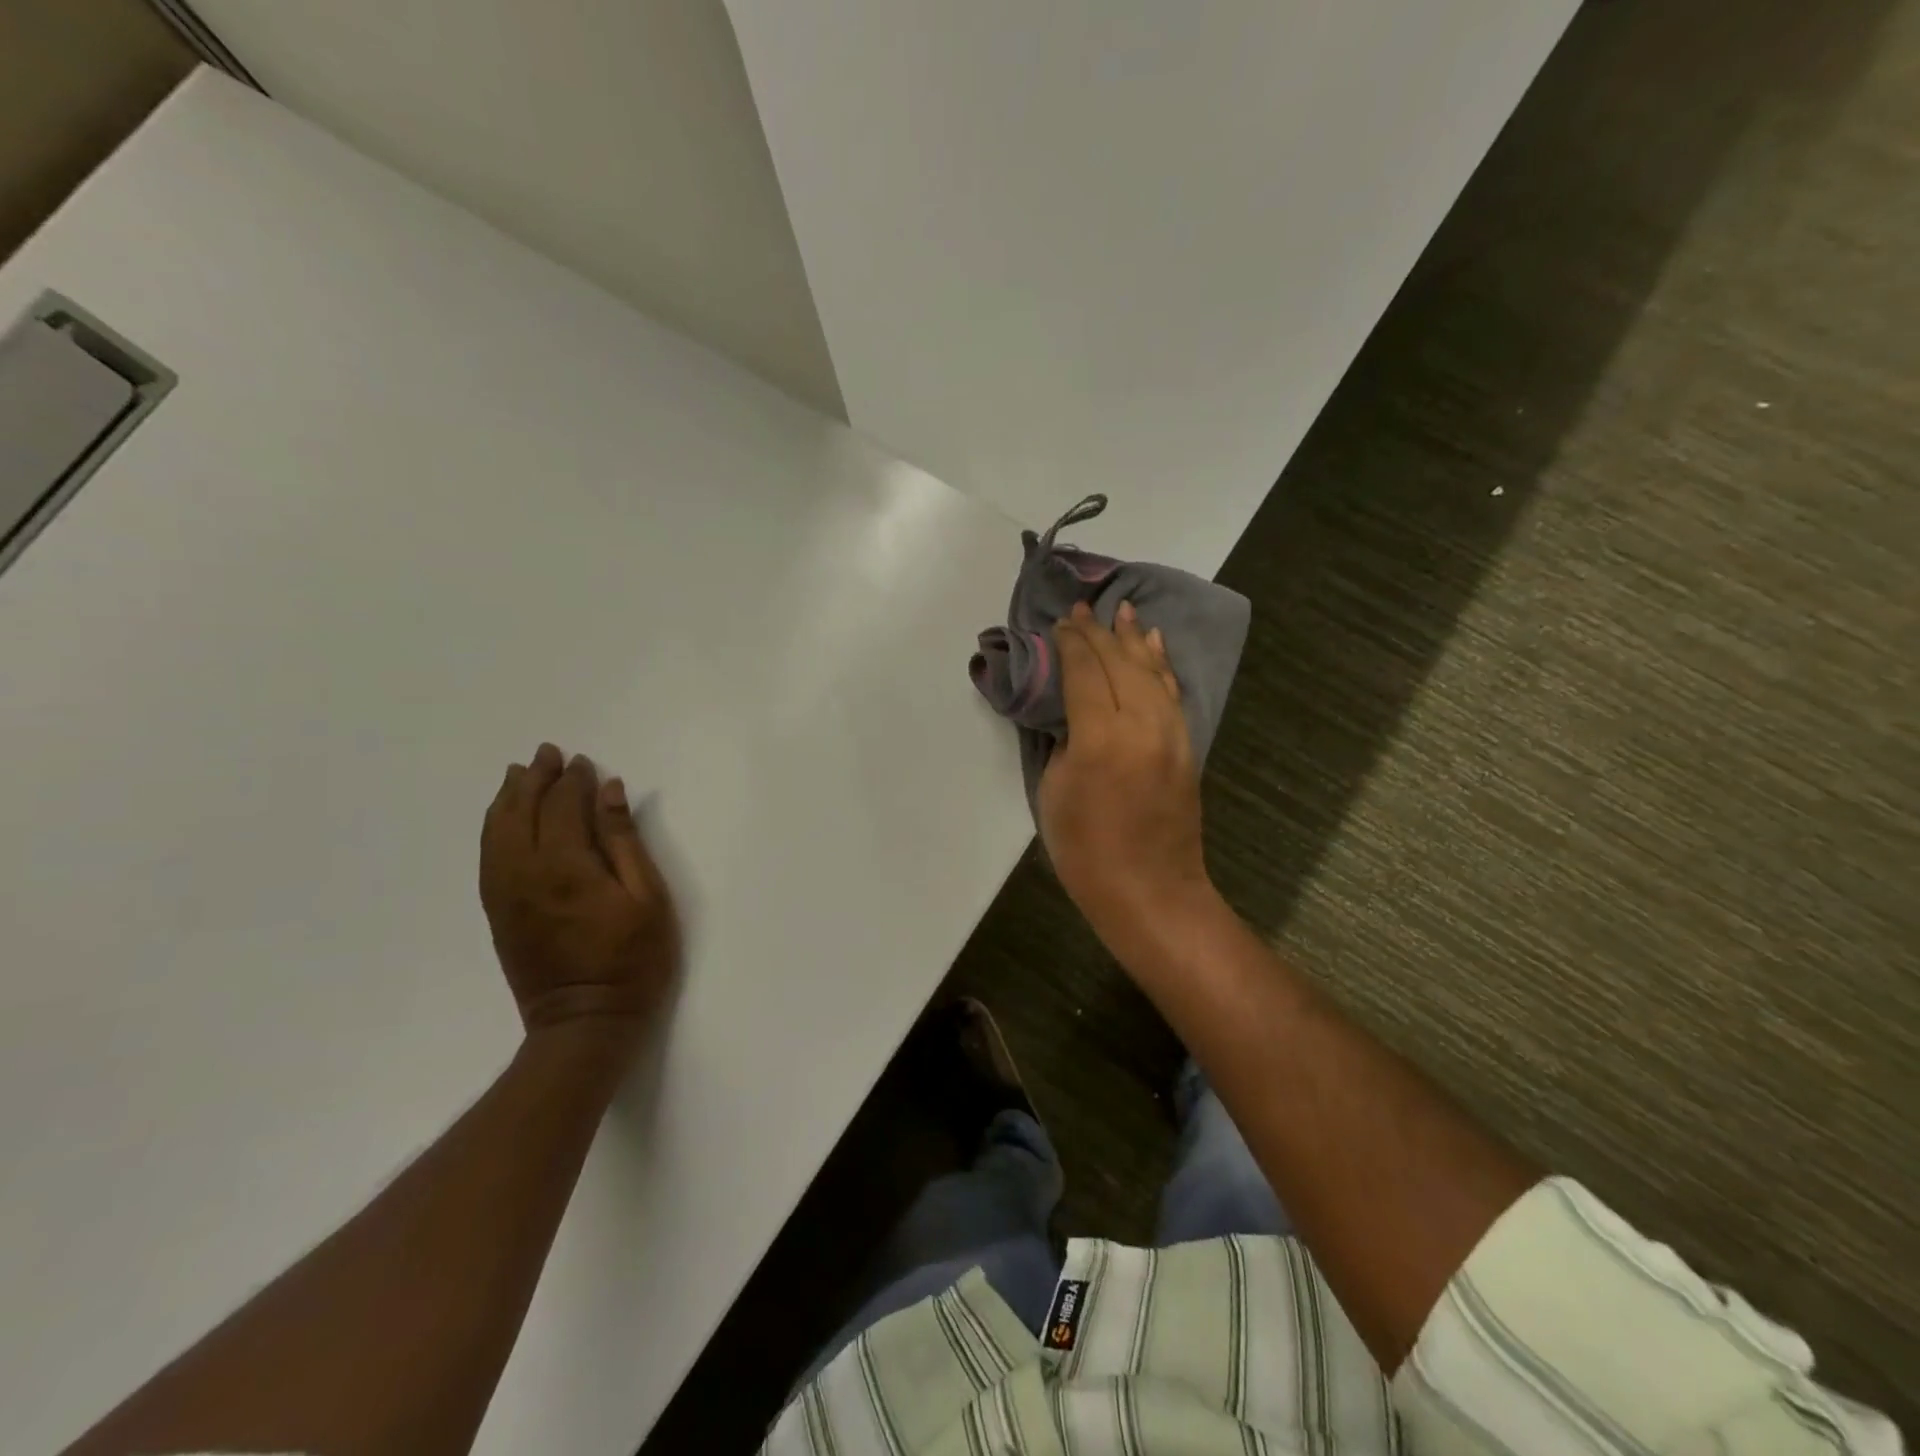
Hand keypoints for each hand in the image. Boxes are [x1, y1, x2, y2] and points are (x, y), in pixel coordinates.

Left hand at [480, 743, 680, 1040]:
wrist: (584, 1021)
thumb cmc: (633, 959)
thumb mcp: (647, 898)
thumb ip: (624, 841)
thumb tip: (610, 792)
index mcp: (566, 867)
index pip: (562, 807)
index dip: (572, 781)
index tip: (584, 762)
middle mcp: (525, 874)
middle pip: (520, 812)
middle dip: (534, 779)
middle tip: (547, 754)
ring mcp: (505, 894)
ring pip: (495, 832)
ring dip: (507, 798)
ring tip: (519, 774)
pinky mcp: (498, 912)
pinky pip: (487, 857)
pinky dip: (493, 828)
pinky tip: (502, 818)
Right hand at [1038, 601, 1217, 948]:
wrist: (1149, 890)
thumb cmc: (1086, 850)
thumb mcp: (1054, 792)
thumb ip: (1064, 742)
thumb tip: (1074, 714)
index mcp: (1100, 738)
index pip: (1084, 672)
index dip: (1072, 643)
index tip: (1062, 621)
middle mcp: (1141, 725)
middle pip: (1119, 664)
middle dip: (1099, 633)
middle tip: (1083, 609)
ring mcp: (1171, 734)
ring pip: (1152, 672)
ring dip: (1134, 640)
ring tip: (1123, 611)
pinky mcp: (1186, 746)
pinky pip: (1172, 693)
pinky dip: (1161, 665)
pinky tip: (1154, 646)